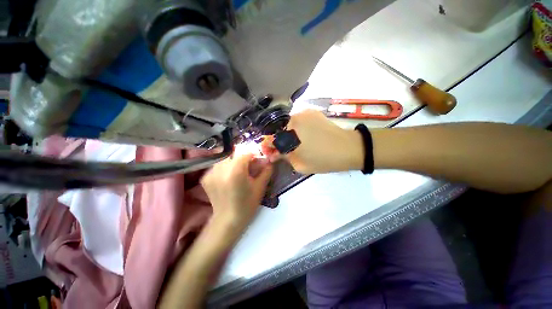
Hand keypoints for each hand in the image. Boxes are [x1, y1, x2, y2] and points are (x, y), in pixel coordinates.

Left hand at [201, 153, 272, 229]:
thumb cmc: (247, 204)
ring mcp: (211, 173)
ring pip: (225, 159)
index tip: (257, 160)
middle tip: (248, 168)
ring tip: (237, 173)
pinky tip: (228, 178)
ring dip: (233, 162)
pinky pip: (217, 166)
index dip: (253, 155)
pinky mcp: (205, 178)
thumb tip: (269, 161)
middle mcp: (221, 169)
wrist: (228, 220)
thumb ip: (266, 171)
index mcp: (236, 171)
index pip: (245, 153)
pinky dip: (224, 168)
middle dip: (243, 159)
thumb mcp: (260, 187)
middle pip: (234, 155)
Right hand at [261, 110, 363, 173]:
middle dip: (280, 140)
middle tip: (287, 149)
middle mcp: (293, 121)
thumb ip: (284, 158)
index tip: (271, 152)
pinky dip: (298, 127)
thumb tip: (273, 154)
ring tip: (298, 142)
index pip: (271, 140)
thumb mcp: (300, 165)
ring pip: (289, 125)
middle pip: (279, 131)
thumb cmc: (323, 160)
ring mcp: (302, 113)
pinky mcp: (311, 111)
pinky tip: (306, 134)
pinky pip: (299, 120)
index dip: (269, 146)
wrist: (348, 148)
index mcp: (289, 135)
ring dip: (289, 134)